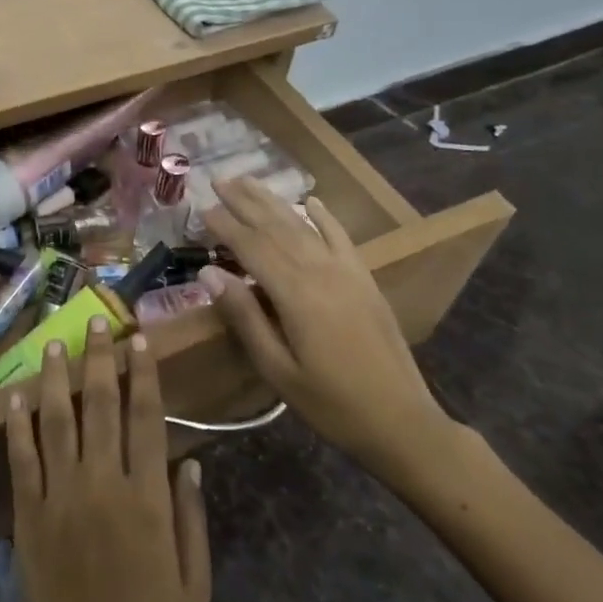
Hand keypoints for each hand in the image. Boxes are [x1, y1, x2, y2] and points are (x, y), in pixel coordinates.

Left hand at [6, 319, 209, 601]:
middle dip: (99, 359)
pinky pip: (21, 461)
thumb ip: (191, 517)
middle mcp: (102, 488)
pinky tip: (17, 395)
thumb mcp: (196, 585)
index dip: (143, 373)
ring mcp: (59, 502)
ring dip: (57, 377)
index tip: (138, 339)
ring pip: (56, 421)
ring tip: (56, 342)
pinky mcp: (28, 522)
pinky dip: (17, 424)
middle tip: (97, 321)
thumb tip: (189, 460)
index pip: (146, 418)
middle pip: (100, 406)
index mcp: (148, 502)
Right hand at [199, 175, 463, 490]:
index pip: (252, 247)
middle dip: (246, 202)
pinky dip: (324, 216)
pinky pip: (341, 237)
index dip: (225, 226)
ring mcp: (347, 272)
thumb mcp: (277, 368)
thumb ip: (244, 316)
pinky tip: (310, 201)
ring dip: (274, 202)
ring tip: (249, 181)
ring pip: (304, 226)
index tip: (201, 208)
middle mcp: (321, 271)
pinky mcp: (364, 279)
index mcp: (296, 294)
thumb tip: (209, 272)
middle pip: (277, 227)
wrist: (401, 421)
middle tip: (219, 180)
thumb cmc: (330, 403)